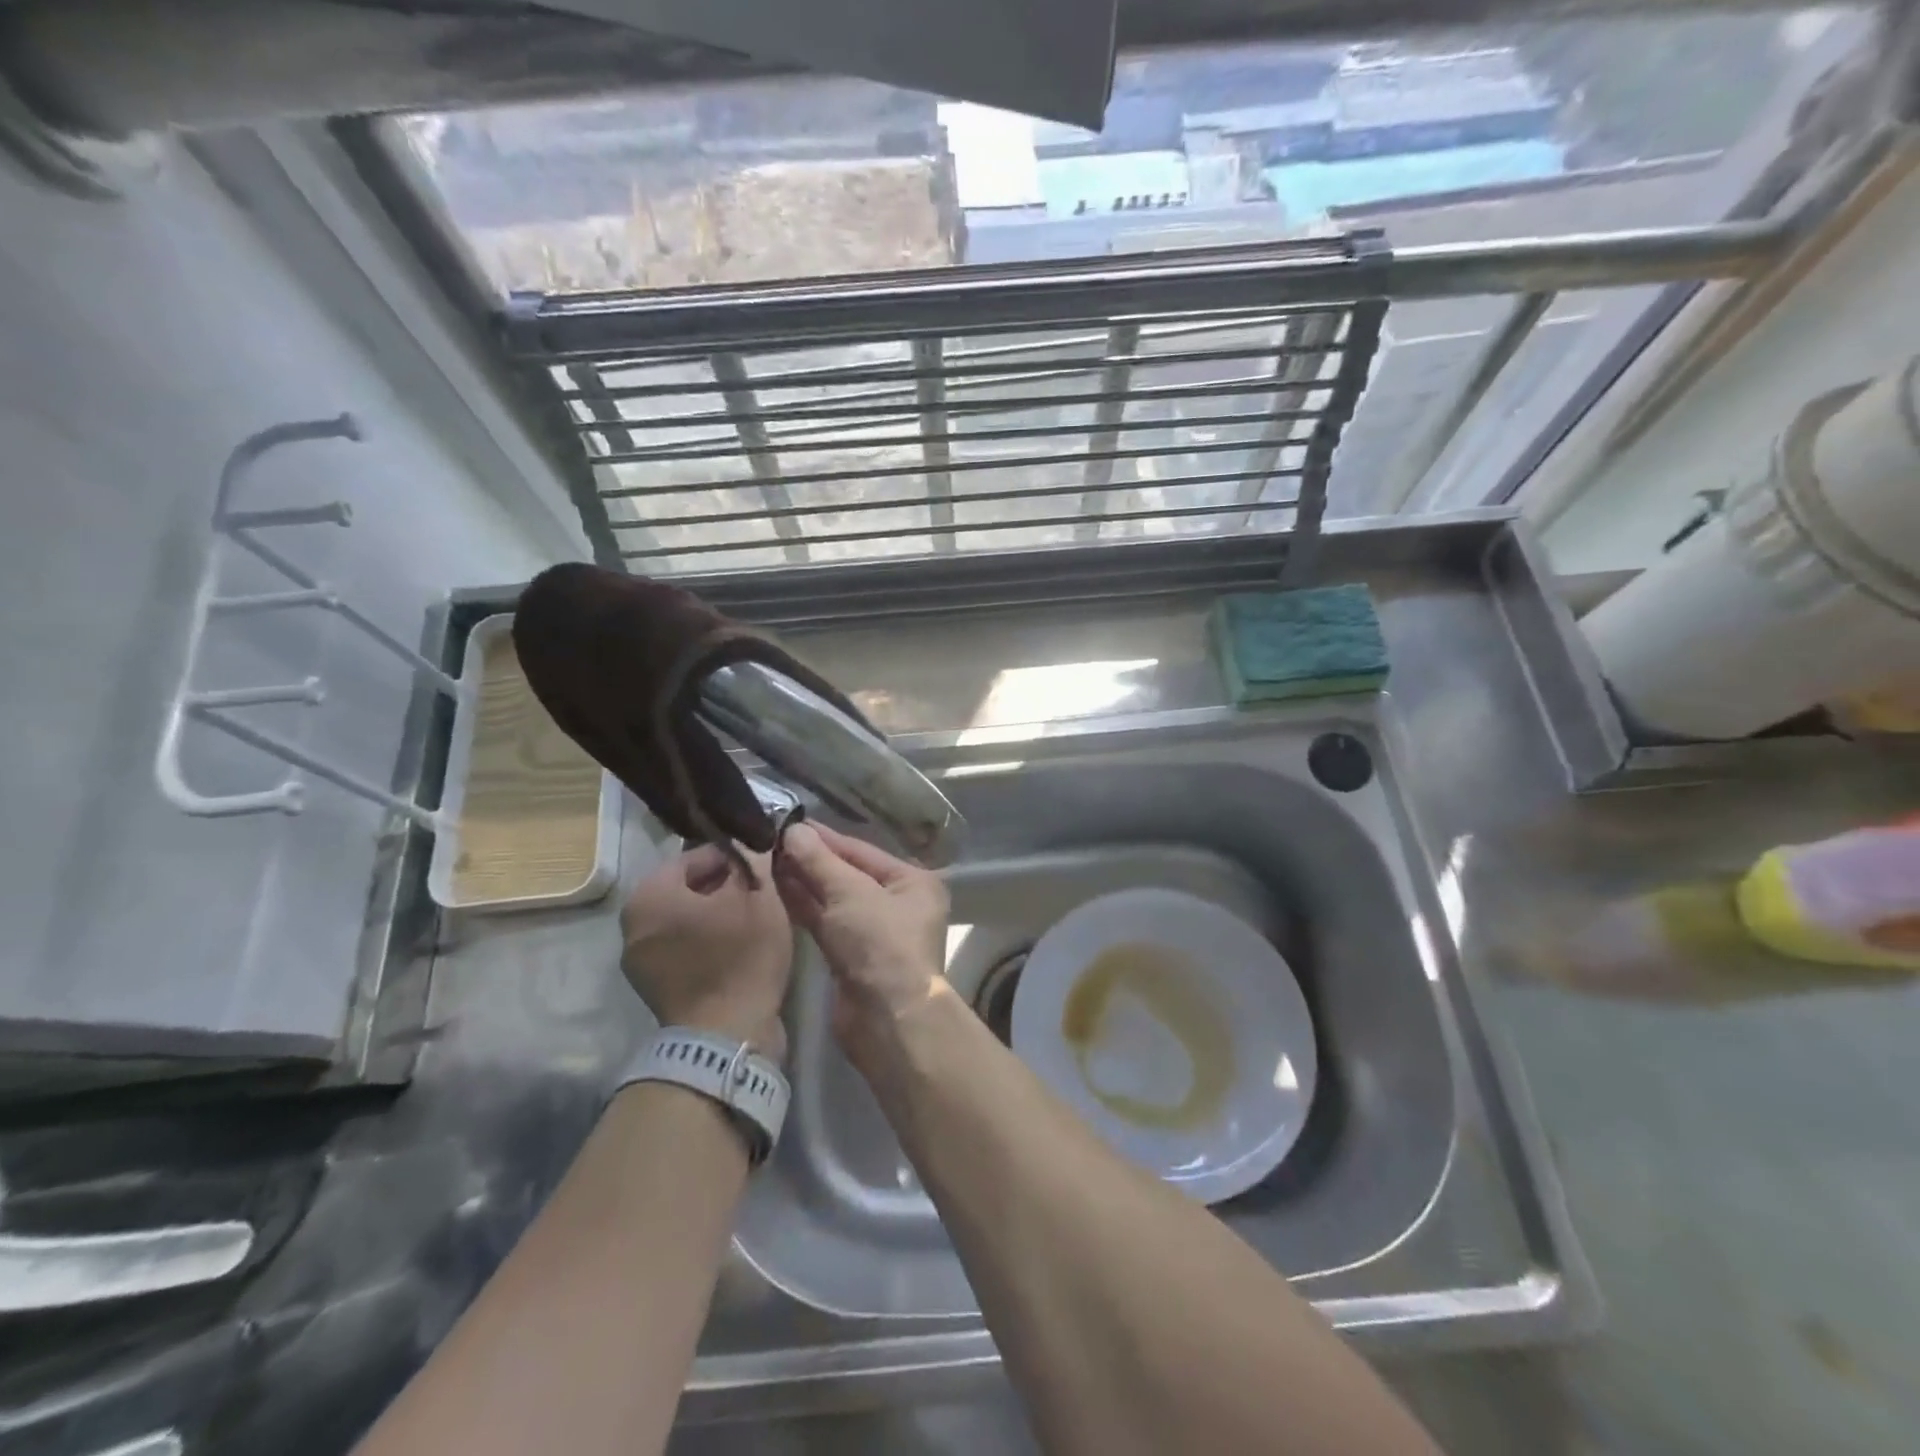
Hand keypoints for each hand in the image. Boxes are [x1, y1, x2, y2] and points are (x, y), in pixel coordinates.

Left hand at [620, 845, 793, 1059]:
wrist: (726, 1037)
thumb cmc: (740, 955)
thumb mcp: (758, 895)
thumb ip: (754, 859)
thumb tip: (755, 841)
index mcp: (649, 895)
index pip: (696, 856)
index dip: (735, 856)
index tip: (764, 864)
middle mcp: (633, 925)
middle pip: (689, 889)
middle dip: (726, 885)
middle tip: (763, 891)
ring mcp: (640, 962)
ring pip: (687, 920)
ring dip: (719, 914)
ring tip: (756, 918)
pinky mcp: (656, 989)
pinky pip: (685, 949)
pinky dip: (710, 942)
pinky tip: (741, 947)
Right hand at [773, 823, 950, 1061]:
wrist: (887, 1020)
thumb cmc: (880, 944)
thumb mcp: (850, 893)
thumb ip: (820, 861)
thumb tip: (793, 829)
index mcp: (912, 882)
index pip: (861, 850)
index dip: (824, 838)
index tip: (788, 822)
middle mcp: (897, 903)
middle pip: (847, 874)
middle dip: (811, 860)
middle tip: (769, 841)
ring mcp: (874, 932)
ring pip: (834, 899)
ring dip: (803, 882)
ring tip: (765, 860)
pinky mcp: (852, 956)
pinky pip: (826, 922)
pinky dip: (804, 907)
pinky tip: (775, 890)